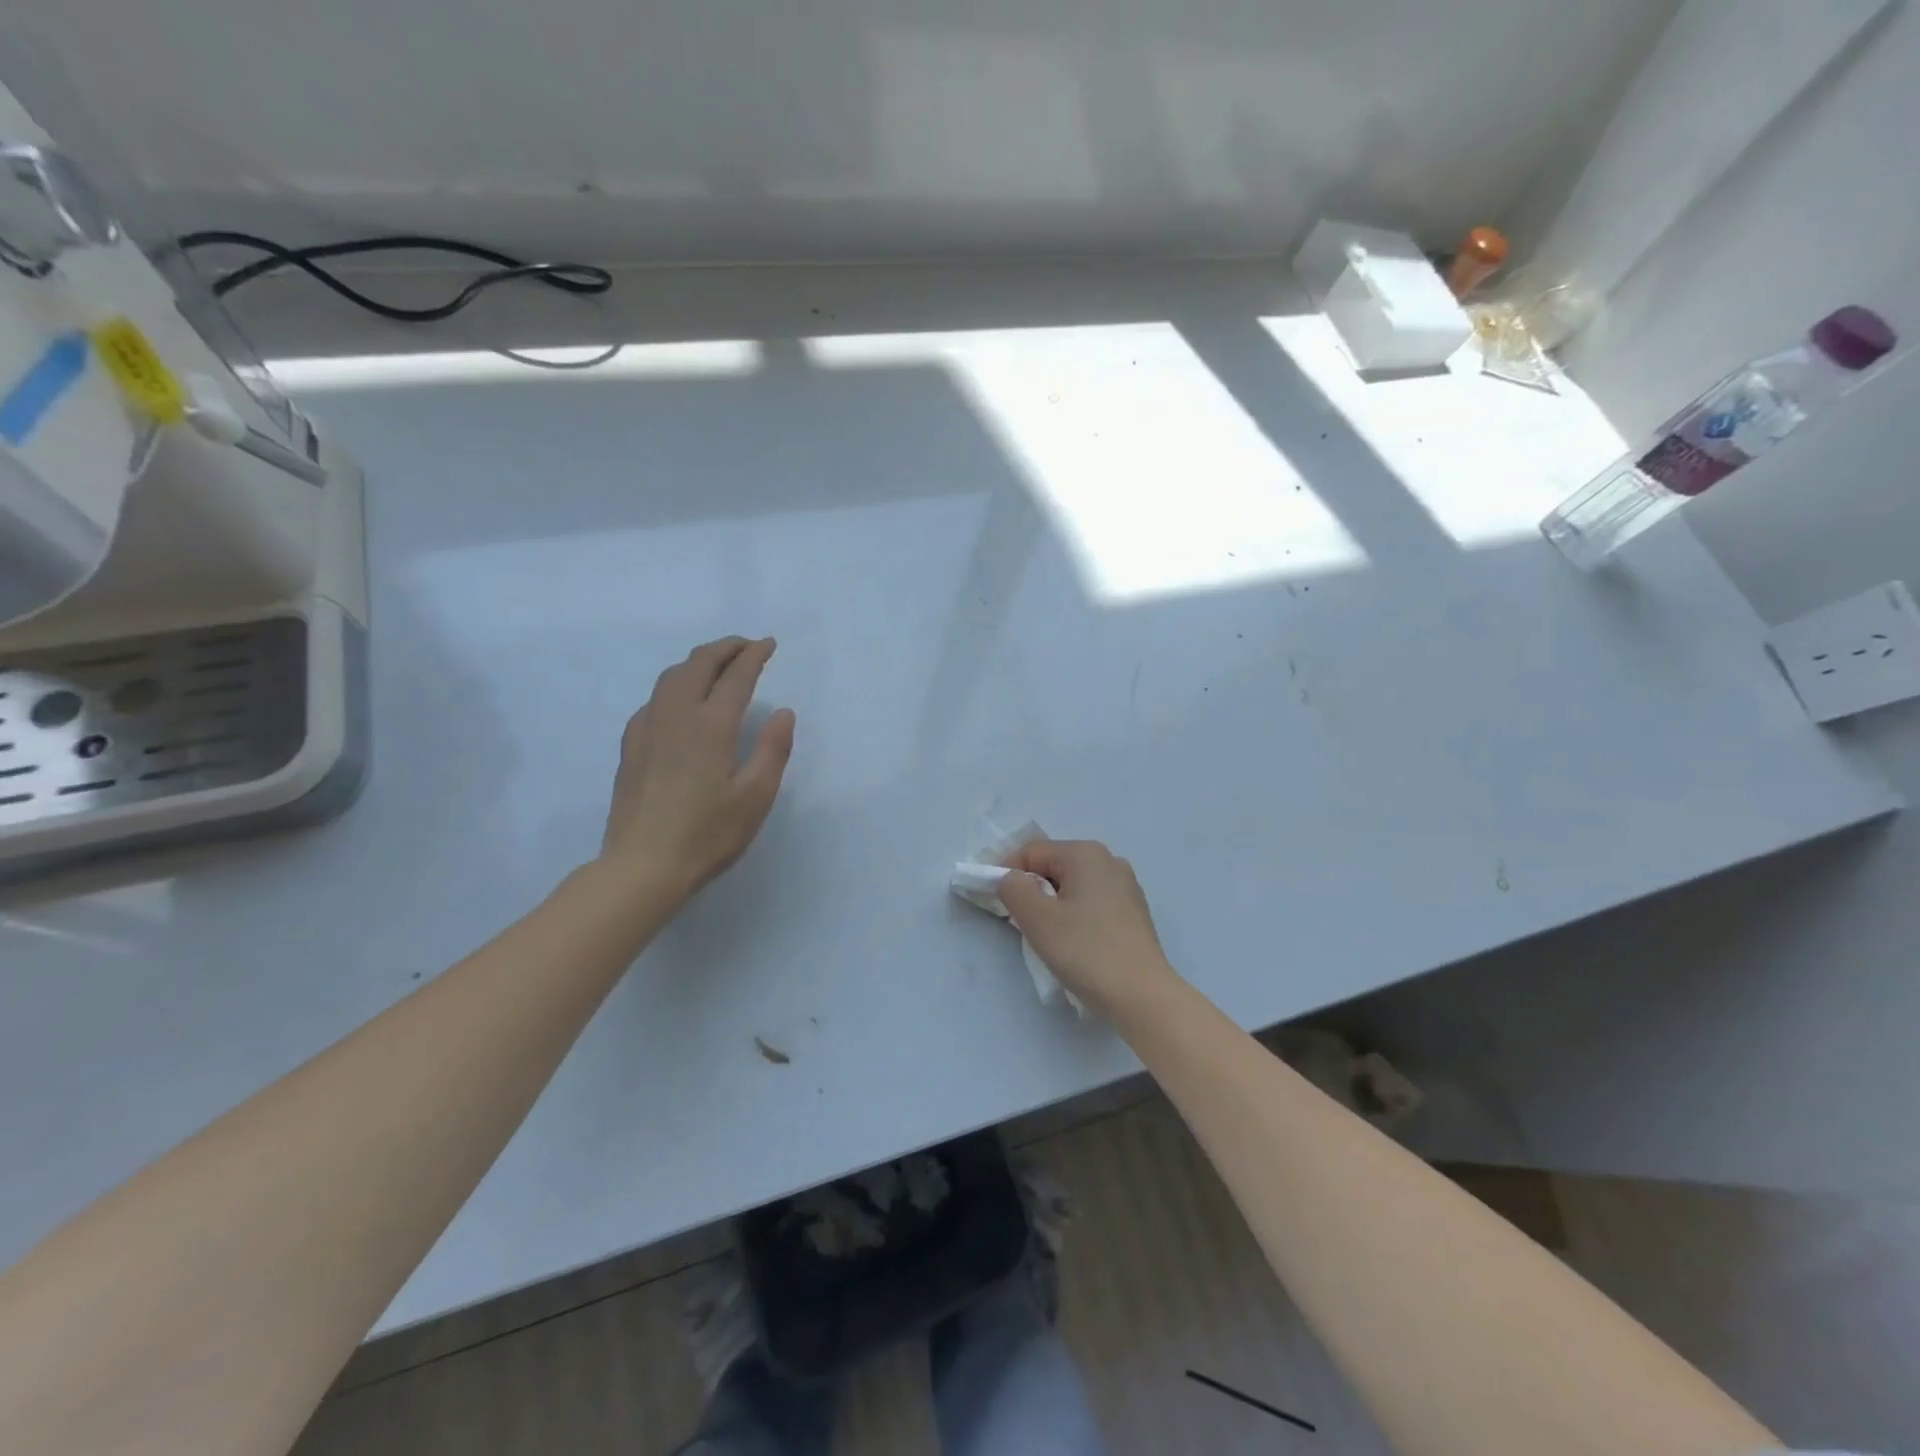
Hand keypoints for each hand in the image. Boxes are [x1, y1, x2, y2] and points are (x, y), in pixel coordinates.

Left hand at [598, 636, 795, 904]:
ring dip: (698, 661)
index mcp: (711, 727)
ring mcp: (648, 729)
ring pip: (671, 676)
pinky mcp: (632, 746)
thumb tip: (783, 712)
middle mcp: (677, 716)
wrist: (642, 866)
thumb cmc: (707, 835)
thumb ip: (773, 750)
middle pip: (698, 664)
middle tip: (747, 647)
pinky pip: (655, 698)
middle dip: (725, 648)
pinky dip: (675, 684)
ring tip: (718, 665)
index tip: (769, 645)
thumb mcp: (755, 797)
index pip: (736, 676)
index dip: (754, 655)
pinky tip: (681, 701)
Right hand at [997, 839, 1179, 1016]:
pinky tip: (1075, 943)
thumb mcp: (1037, 918)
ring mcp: (1126, 886)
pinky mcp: (1133, 912)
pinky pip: (1092, 902)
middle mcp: (1109, 860)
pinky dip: (1075, 915)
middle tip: (1020, 923)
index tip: (995, 903)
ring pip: (1073, 886)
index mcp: (1085, 853)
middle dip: (1032, 889)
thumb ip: (1013, 888)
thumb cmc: (1085, 951)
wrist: (1142, 995)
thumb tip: (1011, 878)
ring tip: (1048, 936)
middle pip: (1054, 866)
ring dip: (1053, 904)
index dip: (1007, 873)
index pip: (1032, 852)